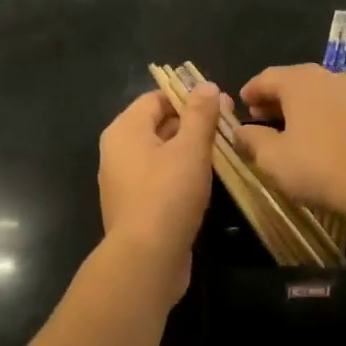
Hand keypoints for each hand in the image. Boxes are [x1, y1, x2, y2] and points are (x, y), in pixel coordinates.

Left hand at [96, 84, 220, 304]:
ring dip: (190, 151)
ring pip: (162, 154)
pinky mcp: (136, 208)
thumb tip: (206, 85)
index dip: (188, 96)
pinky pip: (161, 180)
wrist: (146, 260)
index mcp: (125, 130)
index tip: (220, 104)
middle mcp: (118, 152)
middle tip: (228, 127)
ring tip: (224, 153)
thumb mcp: (190, 148)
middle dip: (193, 123)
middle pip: (158, 125)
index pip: (156, 98)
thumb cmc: (168, 194)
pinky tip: (207, 183)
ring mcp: (125, 182)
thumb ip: (200, 114)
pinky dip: (182, 176)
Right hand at [237, 64, 345, 218]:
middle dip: (276, 98)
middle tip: (262, 116)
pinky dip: (326, 115)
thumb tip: (240, 130)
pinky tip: (324, 137)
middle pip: (295, 81)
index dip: (251, 90)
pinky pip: (342, 107)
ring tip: (292, 128)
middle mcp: (329, 76)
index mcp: (300, 81)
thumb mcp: (273, 158)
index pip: (267, 77)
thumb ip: (252, 139)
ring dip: (303, 107)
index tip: (242, 103)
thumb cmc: (319, 166)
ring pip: (321, 93)